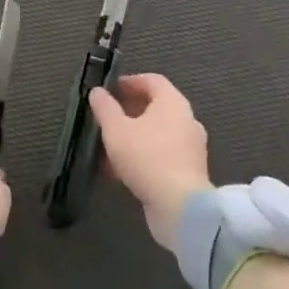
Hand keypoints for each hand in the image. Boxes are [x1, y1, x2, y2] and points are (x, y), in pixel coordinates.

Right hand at [89, 73, 209, 250]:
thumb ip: (104, 108)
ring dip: (132, 137)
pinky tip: (120, 171)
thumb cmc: (147, 158)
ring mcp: (190, 147)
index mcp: (173, 103)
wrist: (181, 208)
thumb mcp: (116, 130)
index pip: (152, 80)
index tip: (109, 91)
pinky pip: (162, 155)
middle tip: (106, 118)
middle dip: (128, 111)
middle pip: (155, 107)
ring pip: (157, 134)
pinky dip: (142, 156)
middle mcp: (186, 120)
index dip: (129, 82)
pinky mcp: (189, 172)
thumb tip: (98, 92)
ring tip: (108, 148)